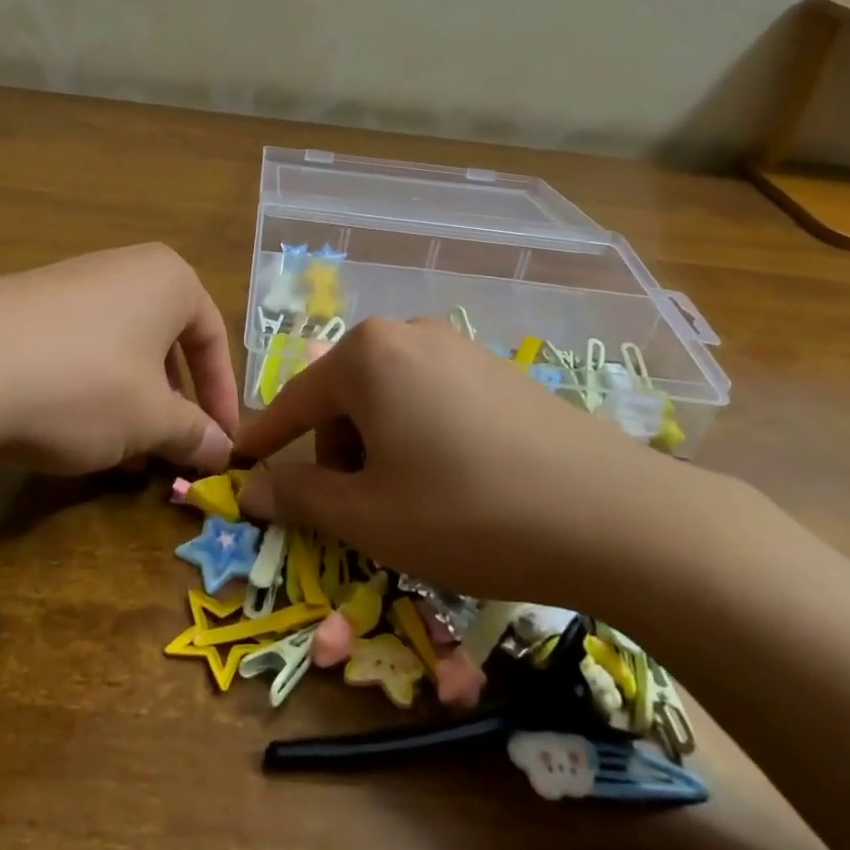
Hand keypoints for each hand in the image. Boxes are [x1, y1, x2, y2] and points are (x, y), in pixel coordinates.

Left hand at [0, 244, 240, 483]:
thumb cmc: (86, 383)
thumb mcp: (151, 418)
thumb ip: (193, 433)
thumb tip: (223, 451)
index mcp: (169, 279)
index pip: (213, 338)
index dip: (222, 398)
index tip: (222, 445)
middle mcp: (124, 268)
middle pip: (166, 341)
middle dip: (174, 401)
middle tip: (173, 448)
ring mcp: (69, 282)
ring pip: (121, 348)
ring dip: (132, 401)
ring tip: (123, 450)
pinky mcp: (24, 306)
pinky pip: (77, 349)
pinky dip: (89, 389)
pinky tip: (71, 430)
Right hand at [235, 317, 730, 613]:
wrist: (611, 515)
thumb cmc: (466, 513)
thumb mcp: (369, 516)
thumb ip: (299, 497)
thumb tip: (248, 489)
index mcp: (368, 355)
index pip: (295, 402)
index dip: (263, 440)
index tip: (238, 465)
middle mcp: (409, 334)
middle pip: (345, 398)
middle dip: (336, 454)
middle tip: (356, 512)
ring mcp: (460, 347)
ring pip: (390, 399)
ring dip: (379, 449)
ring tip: (410, 504)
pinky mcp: (498, 370)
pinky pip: (433, 399)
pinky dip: (420, 438)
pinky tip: (455, 483)